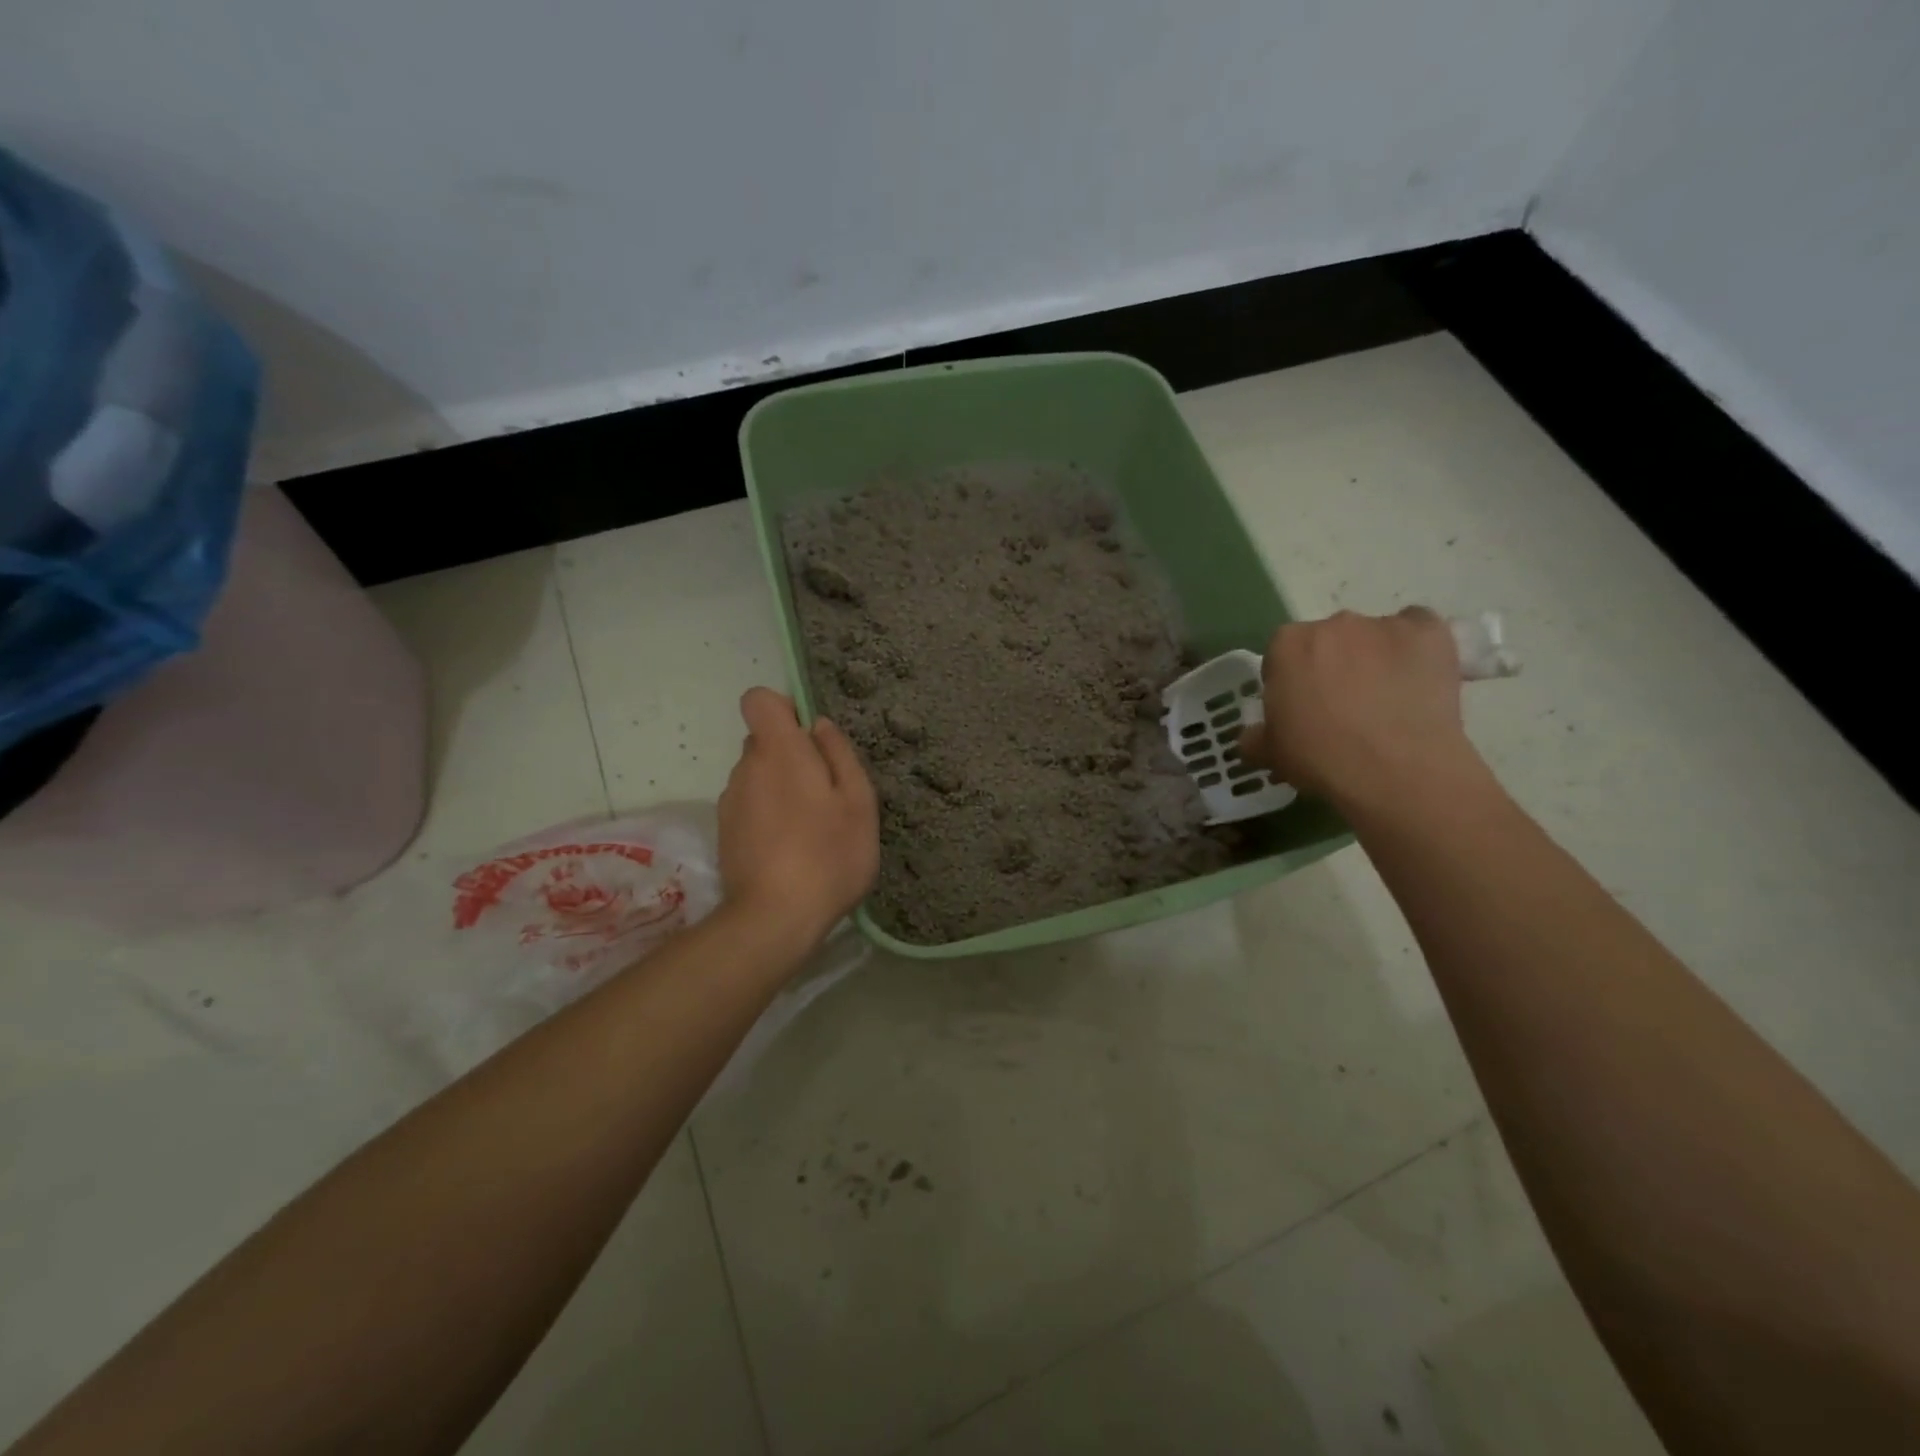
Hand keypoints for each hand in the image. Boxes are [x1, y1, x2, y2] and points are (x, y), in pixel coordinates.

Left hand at [718, 687, 879, 952]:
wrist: (775, 918)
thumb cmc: (828, 853)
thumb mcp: (858, 801)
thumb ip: (839, 754)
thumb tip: (818, 726)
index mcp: (778, 751)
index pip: (759, 700)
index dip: (784, 709)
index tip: (810, 738)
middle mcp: (745, 768)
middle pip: (764, 742)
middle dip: (792, 756)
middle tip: (826, 794)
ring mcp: (730, 802)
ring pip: (758, 777)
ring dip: (782, 789)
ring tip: (812, 828)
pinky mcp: (725, 834)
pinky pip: (750, 806)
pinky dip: (769, 816)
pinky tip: (791, 849)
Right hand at [1238, 608, 1487, 813]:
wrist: (1396, 770)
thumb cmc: (1321, 758)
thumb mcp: (1271, 754)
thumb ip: (1255, 737)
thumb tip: (1253, 736)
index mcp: (1287, 645)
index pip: (1282, 656)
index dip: (1290, 683)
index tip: (1301, 711)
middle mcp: (1332, 624)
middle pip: (1327, 641)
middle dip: (1331, 666)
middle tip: (1342, 707)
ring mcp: (1383, 625)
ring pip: (1372, 636)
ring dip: (1373, 657)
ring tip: (1386, 699)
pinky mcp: (1430, 632)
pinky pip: (1418, 628)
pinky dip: (1416, 646)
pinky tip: (1416, 676)